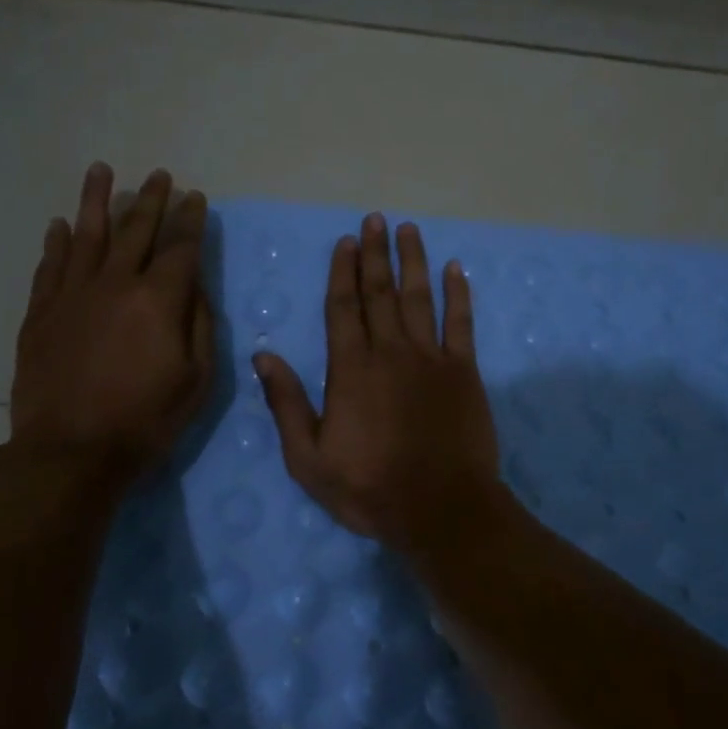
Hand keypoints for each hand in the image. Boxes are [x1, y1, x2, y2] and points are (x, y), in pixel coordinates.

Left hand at [8, 163, 213, 490]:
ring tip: (101, 171)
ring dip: (96, 201)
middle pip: (136, 230)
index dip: (190, 220)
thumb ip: (199, 325)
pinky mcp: (41, 313)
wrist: (70, 452)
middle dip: (152, 200)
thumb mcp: (197, 379)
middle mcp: (115, 284)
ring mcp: (73, 295)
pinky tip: (59, 225)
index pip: (180, 247)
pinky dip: (56, 243)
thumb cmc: (146, 420)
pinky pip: (50, 266)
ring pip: (86, 235)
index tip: (195, 197)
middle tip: (160, 176)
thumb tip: (194, 287)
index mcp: (158, 300)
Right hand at [254, 213, 501, 549]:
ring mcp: (431, 358)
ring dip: (413, 261)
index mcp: (351, 369)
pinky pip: (461, 322)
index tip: (345, 241)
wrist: (441, 509)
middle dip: (375, 253)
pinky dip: (459, 293)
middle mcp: (390, 352)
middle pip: (380, 292)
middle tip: (374, 220)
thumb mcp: (309, 458)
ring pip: (419, 297)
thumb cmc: (369, 488)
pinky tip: (456, 268)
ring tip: (408, 229)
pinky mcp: (464, 371)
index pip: (343, 307)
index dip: (343, 271)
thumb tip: (263, 356)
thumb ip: (287, 404)